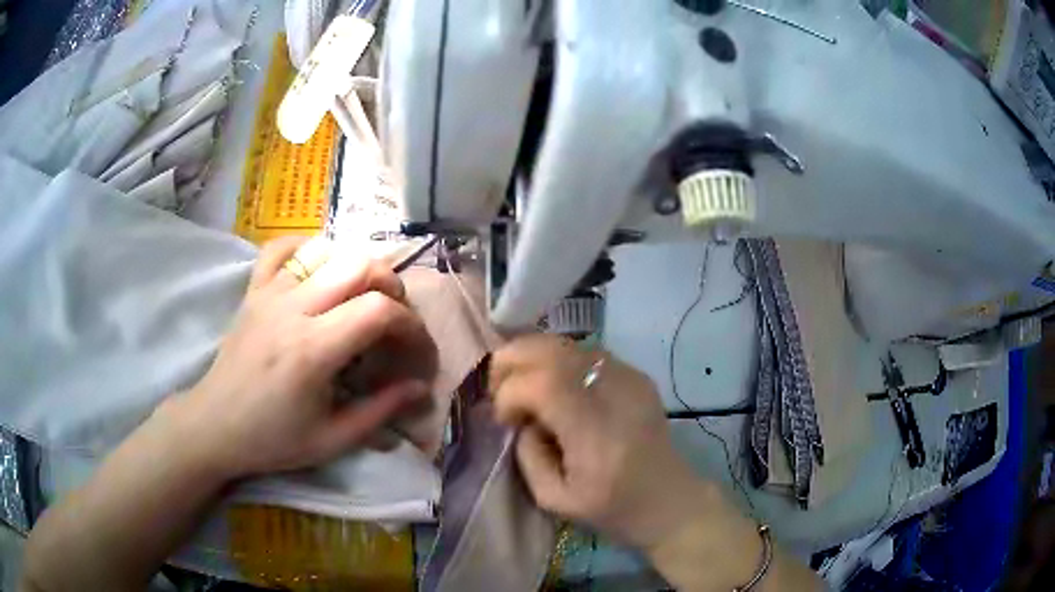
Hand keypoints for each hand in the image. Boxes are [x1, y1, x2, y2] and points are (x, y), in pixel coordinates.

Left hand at [160, 236, 437, 479]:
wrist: (215, 425)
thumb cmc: (272, 439)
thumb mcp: (332, 439)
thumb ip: (380, 411)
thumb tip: (421, 388)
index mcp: (312, 350)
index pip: (378, 311)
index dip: (411, 326)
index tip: (418, 351)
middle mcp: (292, 309)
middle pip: (359, 265)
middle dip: (392, 287)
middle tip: (396, 319)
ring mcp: (269, 293)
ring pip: (326, 250)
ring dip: (356, 267)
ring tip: (363, 297)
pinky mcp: (253, 289)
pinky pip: (281, 248)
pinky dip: (306, 249)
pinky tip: (318, 270)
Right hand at [489, 335, 714, 553]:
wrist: (669, 499)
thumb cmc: (613, 509)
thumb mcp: (553, 499)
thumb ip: (527, 454)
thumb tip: (522, 418)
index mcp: (597, 435)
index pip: (544, 384)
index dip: (511, 393)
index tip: (505, 419)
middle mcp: (617, 395)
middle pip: (553, 349)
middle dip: (513, 359)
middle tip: (500, 387)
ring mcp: (631, 378)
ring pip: (568, 343)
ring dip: (534, 357)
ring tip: (523, 386)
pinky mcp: (637, 375)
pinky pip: (586, 353)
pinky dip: (558, 362)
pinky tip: (555, 388)